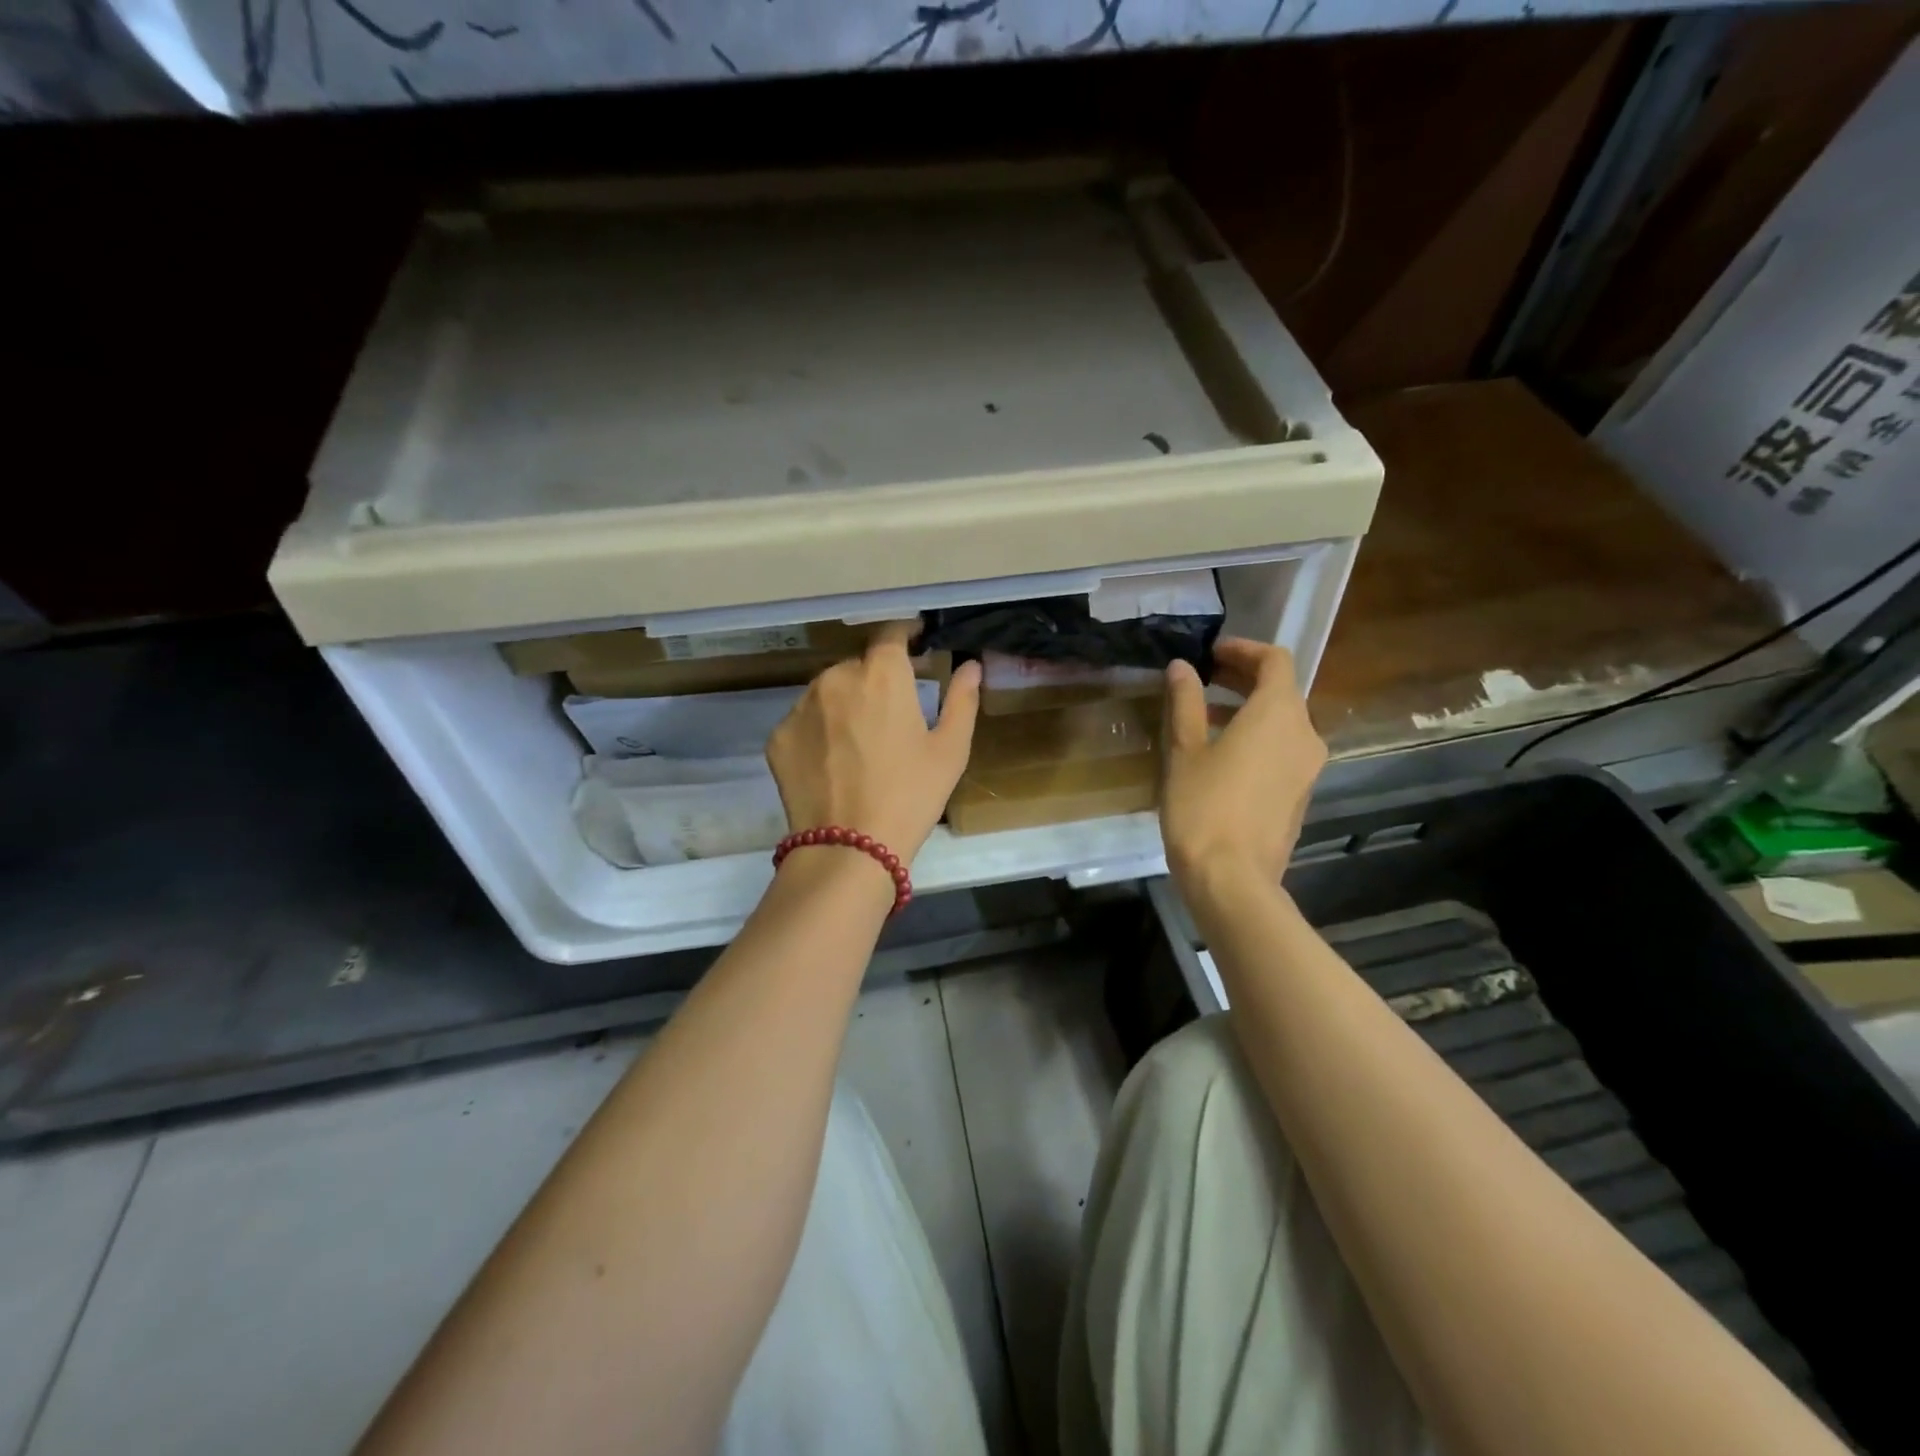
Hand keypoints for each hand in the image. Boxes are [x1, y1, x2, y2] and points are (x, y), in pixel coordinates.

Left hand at [766, 622, 981, 863]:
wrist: (848, 848)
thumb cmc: (911, 796)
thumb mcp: (950, 750)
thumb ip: (962, 700)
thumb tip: (970, 665)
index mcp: (881, 675)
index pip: (890, 634)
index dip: (904, 634)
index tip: (915, 642)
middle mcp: (835, 678)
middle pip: (857, 666)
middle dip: (875, 680)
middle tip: (891, 714)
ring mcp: (800, 707)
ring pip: (827, 692)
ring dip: (844, 704)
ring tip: (859, 743)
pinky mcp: (778, 737)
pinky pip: (804, 722)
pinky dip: (819, 732)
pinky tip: (833, 764)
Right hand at [1160, 638, 1326, 898]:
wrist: (1232, 878)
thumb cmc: (1203, 807)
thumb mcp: (1185, 750)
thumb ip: (1186, 702)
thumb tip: (1182, 667)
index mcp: (1278, 714)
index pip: (1275, 660)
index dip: (1243, 650)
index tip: (1210, 654)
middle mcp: (1305, 733)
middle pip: (1282, 689)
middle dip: (1244, 677)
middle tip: (1204, 678)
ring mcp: (1308, 766)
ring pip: (1284, 720)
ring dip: (1249, 708)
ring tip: (1205, 717)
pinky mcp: (1301, 792)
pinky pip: (1284, 748)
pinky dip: (1258, 736)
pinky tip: (1223, 753)